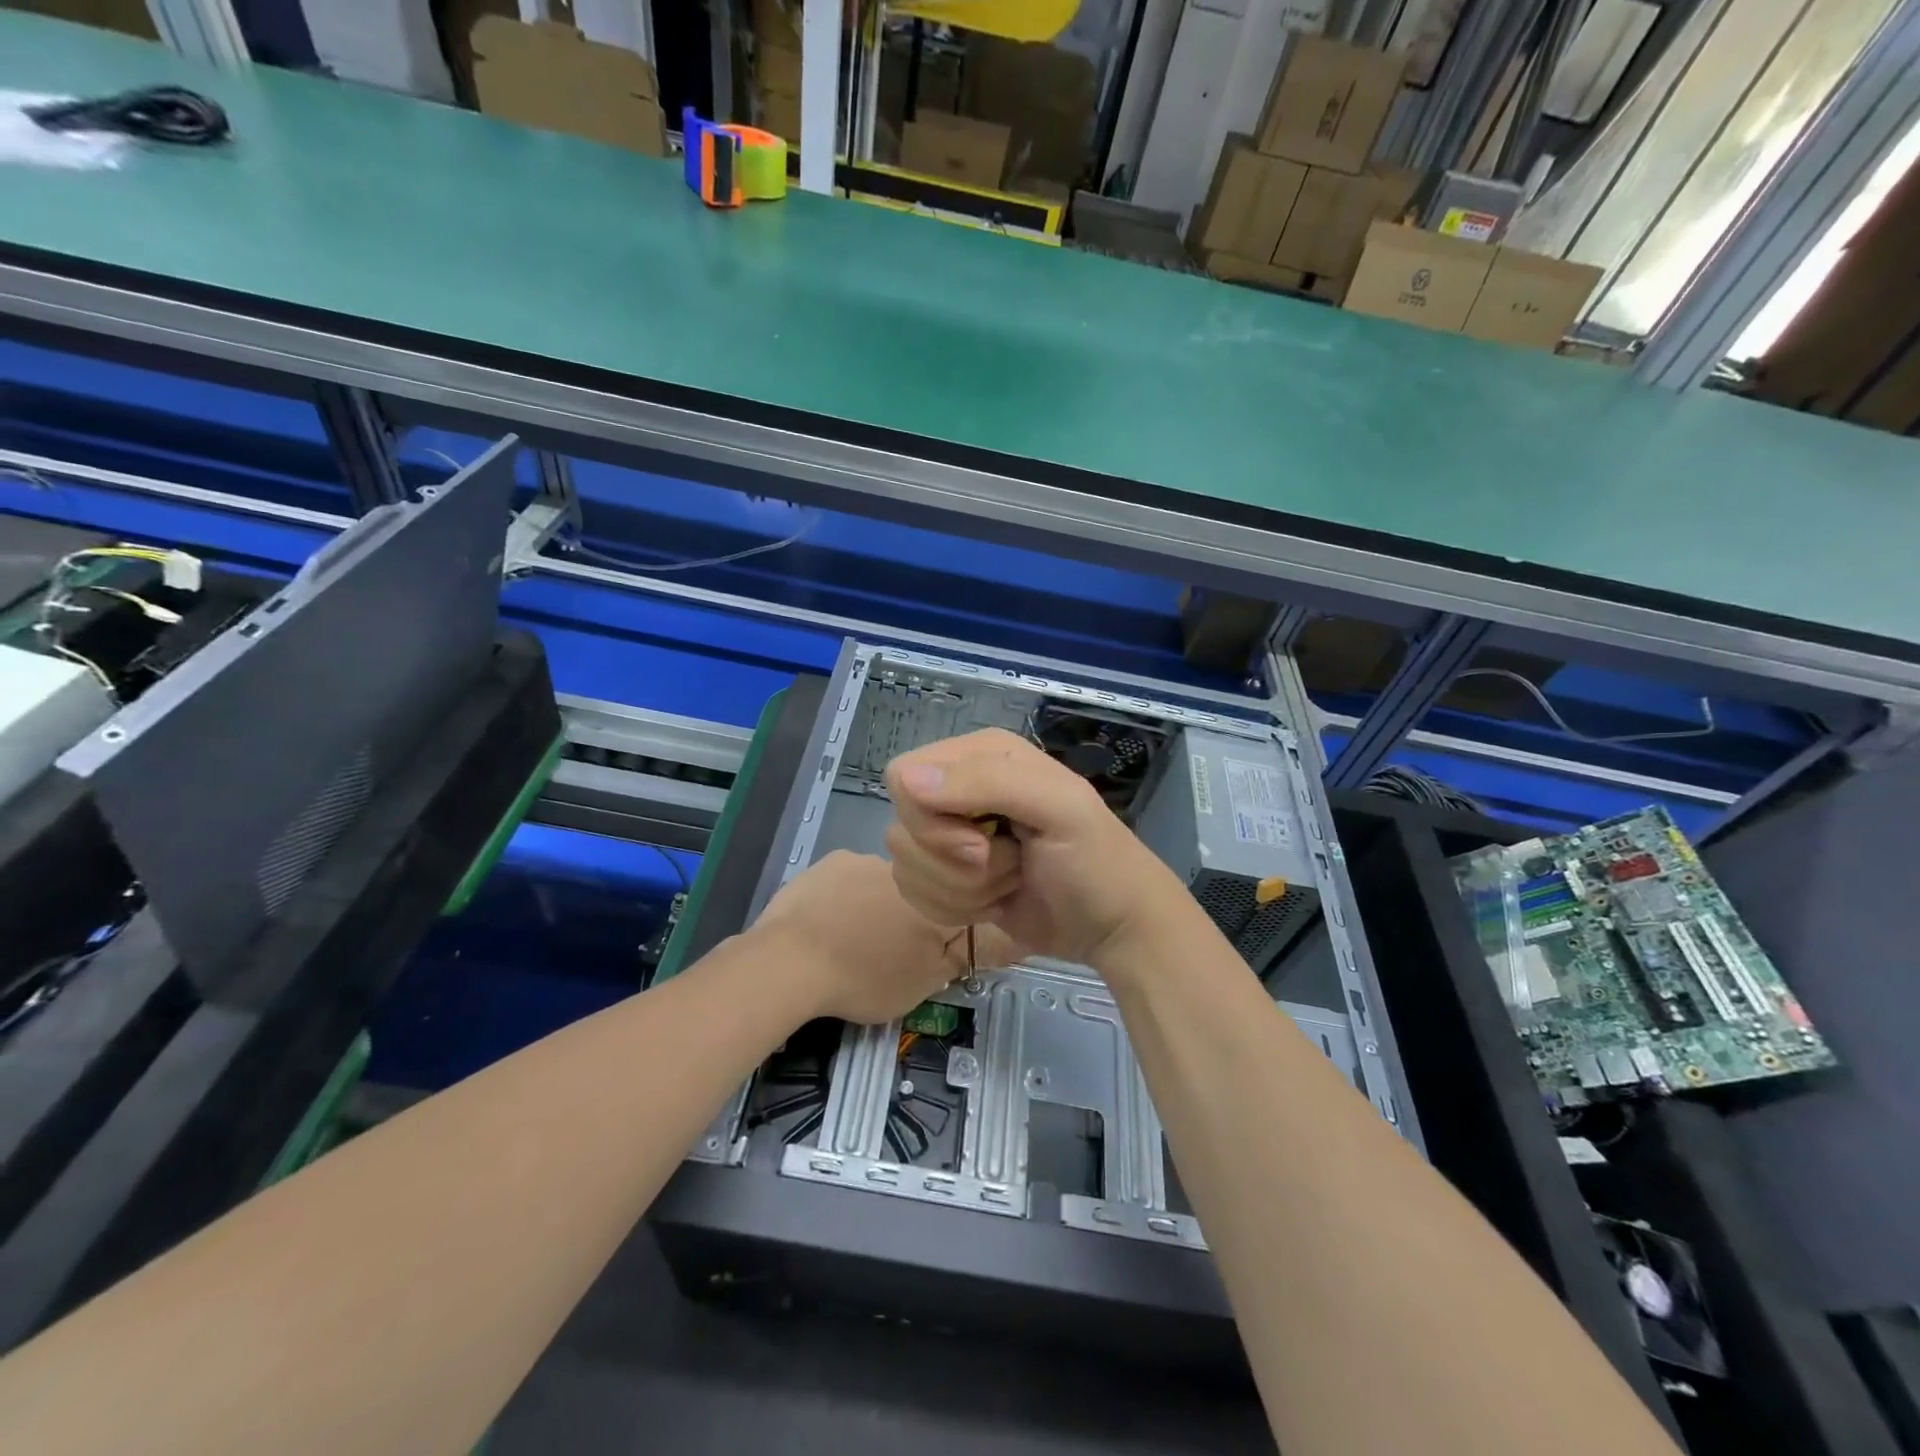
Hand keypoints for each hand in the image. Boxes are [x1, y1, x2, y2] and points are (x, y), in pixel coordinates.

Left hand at [752, 851, 1020, 1024]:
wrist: (789, 963)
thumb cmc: (863, 977)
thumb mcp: (923, 982)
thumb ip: (961, 955)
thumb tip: (1003, 937)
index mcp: (929, 897)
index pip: (957, 901)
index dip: (949, 922)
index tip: (932, 943)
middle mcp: (902, 868)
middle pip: (918, 888)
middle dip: (908, 912)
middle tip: (888, 949)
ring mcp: (860, 859)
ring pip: (879, 882)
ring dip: (874, 903)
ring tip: (851, 939)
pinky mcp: (826, 862)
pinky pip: (846, 878)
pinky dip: (843, 898)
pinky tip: (825, 925)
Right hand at [883, 728, 1184, 966]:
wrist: (1113, 927)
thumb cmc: (1096, 861)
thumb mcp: (1058, 808)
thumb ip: (987, 783)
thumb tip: (906, 781)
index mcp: (980, 755)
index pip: (903, 776)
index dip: (930, 818)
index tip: (979, 841)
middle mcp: (958, 789)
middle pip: (902, 827)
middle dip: (955, 861)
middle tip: (1010, 863)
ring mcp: (950, 836)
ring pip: (907, 866)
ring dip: (961, 889)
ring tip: (1012, 880)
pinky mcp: (948, 878)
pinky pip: (915, 894)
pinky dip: (956, 908)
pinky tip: (996, 902)